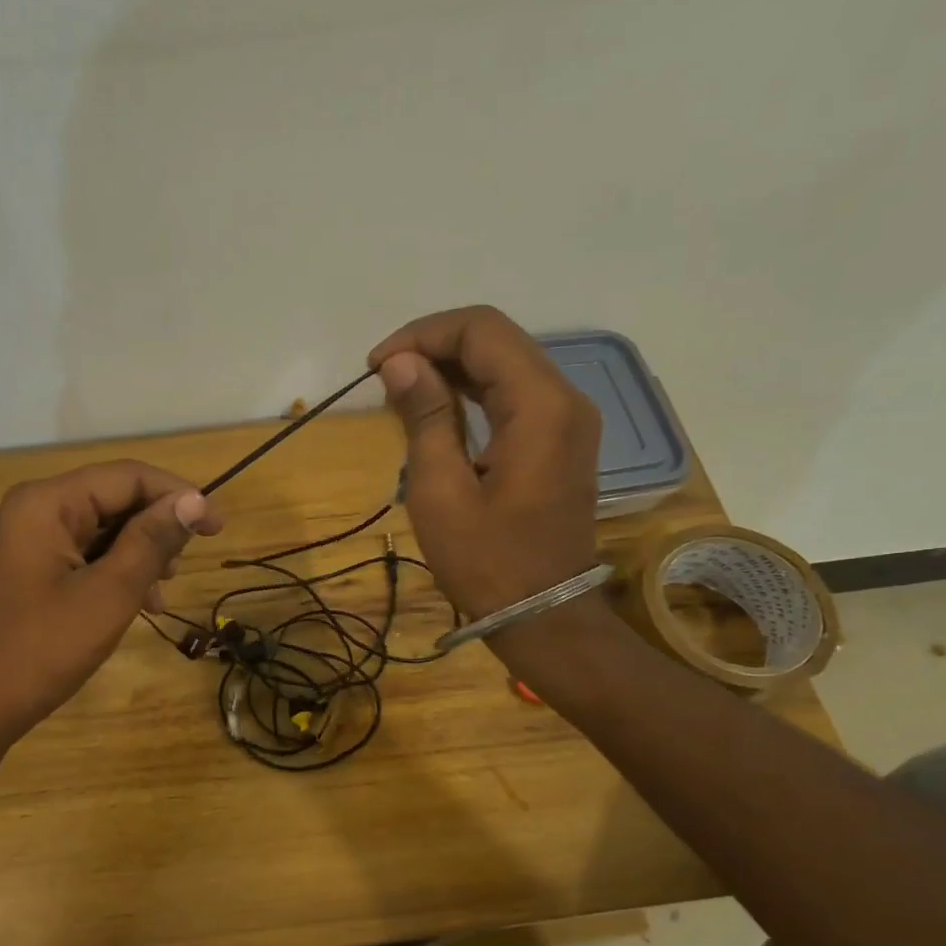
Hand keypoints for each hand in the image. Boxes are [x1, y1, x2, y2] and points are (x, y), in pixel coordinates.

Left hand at [0, 461, 221, 749]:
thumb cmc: (42, 649)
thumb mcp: (108, 594)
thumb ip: (152, 541)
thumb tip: (196, 500)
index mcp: (48, 503)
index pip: (128, 476)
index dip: (179, 496)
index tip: (217, 529)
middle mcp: (35, 509)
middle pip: (114, 498)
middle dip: (157, 528)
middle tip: (184, 568)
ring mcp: (30, 540)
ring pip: (104, 529)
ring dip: (141, 553)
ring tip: (162, 592)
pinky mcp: (31, 569)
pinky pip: (86, 555)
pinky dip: (117, 572)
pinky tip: (139, 604)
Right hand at [368, 306, 601, 621]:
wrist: (543, 615)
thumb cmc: (486, 562)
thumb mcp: (441, 491)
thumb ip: (425, 417)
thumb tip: (401, 362)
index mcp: (540, 406)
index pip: (481, 330)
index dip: (423, 334)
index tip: (377, 366)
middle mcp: (565, 398)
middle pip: (497, 340)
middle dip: (435, 346)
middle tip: (384, 377)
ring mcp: (568, 419)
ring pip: (505, 363)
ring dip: (451, 367)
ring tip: (401, 390)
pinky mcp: (560, 439)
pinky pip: (514, 394)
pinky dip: (473, 391)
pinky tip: (436, 408)